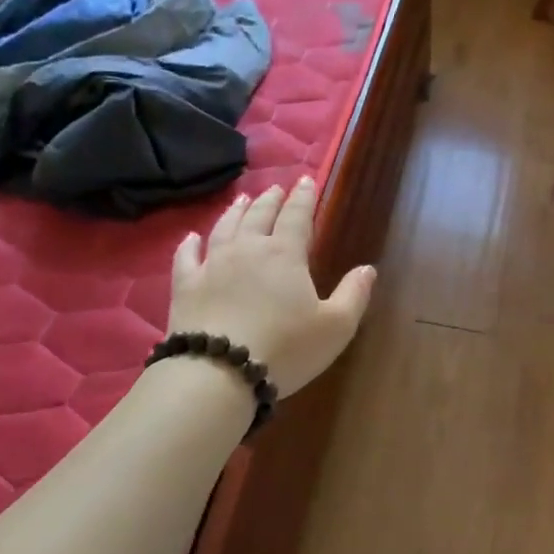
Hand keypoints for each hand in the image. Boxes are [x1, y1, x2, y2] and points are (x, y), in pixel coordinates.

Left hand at [168, 178, 376, 397]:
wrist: (218, 373)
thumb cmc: (285, 349)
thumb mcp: (335, 326)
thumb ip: (353, 294)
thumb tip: (367, 268)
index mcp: (285, 254)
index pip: (297, 216)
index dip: (304, 197)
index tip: (306, 180)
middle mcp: (247, 249)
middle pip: (259, 215)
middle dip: (271, 199)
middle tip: (276, 189)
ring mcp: (212, 265)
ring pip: (225, 227)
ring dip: (236, 211)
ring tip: (242, 200)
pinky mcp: (185, 286)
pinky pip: (186, 256)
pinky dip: (190, 244)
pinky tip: (191, 237)